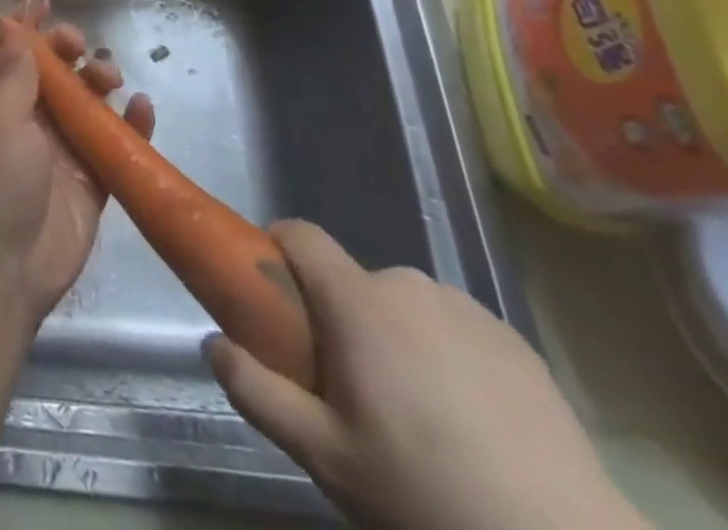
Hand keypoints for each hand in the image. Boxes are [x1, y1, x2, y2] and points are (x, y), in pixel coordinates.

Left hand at [0, 18, 154, 323]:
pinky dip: (131, 123)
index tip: (47, 0)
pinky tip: (144, 108)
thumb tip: (15, 32)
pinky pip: (113, 142)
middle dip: (67, 50)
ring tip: (111, 78)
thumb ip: (13, 76)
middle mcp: (24, 119)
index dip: (26, 26)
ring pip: (85, 101)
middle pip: (51, 72)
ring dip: (100, 81)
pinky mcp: (90, 179)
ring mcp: (58, 149)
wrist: (4, 268)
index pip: (8, 52)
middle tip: (81, 45)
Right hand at [208, 222, 647, 529]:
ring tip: (416, 414)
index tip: (273, 294)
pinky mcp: (516, 341)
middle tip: (350, 389)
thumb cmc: (425, 493)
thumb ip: (256, 390)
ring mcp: (467, 309)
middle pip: (351, 281)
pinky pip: (454, 328)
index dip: (277, 249)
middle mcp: (408, 284)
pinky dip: (445, 355)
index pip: (300, 234)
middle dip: (339, 318)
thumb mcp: (323, 456)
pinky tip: (469, 423)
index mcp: (357, 301)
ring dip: (393, 335)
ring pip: (404, 305)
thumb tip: (211, 342)